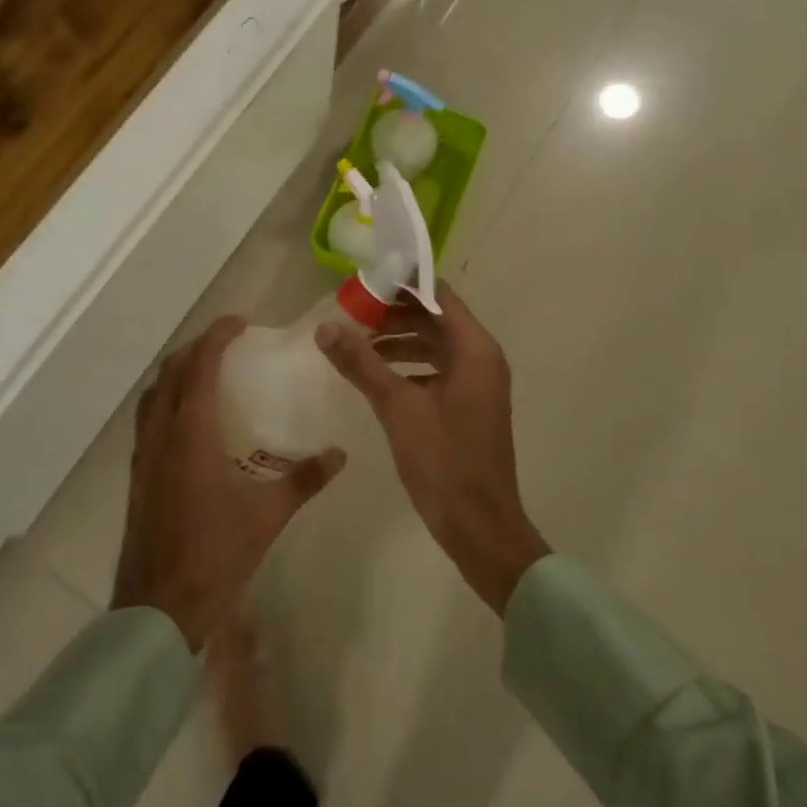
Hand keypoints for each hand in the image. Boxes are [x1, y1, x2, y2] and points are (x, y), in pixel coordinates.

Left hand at [112, 317, 344, 650]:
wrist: (158, 609)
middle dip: (196, 348)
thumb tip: (339, 454)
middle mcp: (161, 434)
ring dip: (177, 372)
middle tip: (228, 344)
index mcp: (191, 434)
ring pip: (153, 394)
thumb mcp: (266, 516)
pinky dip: (166, 400)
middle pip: (170, 371)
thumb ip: (304, 479)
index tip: (241, 323)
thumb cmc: (215, 557)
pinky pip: (147, 418)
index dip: (217, 336)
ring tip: (208, 373)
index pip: (198, 366)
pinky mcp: (137, 475)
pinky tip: (190, 421)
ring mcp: (143, 455)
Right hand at [317, 284, 549, 615]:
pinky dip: (408, 365)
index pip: (437, 293)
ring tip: (355, 342)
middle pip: (435, 316)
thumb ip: (361, 363)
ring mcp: (477, 382)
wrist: (479, 526)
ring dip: (398, 339)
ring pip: (434, 344)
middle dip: (393, 312)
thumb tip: (325, 327)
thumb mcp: (397, 407)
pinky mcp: (468, 404)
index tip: (363, 281)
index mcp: (474, 348)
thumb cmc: (443, 460)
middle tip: (350, 311)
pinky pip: (436, 369)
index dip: (401, 283)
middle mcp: (481, 357)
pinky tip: (375, 375)